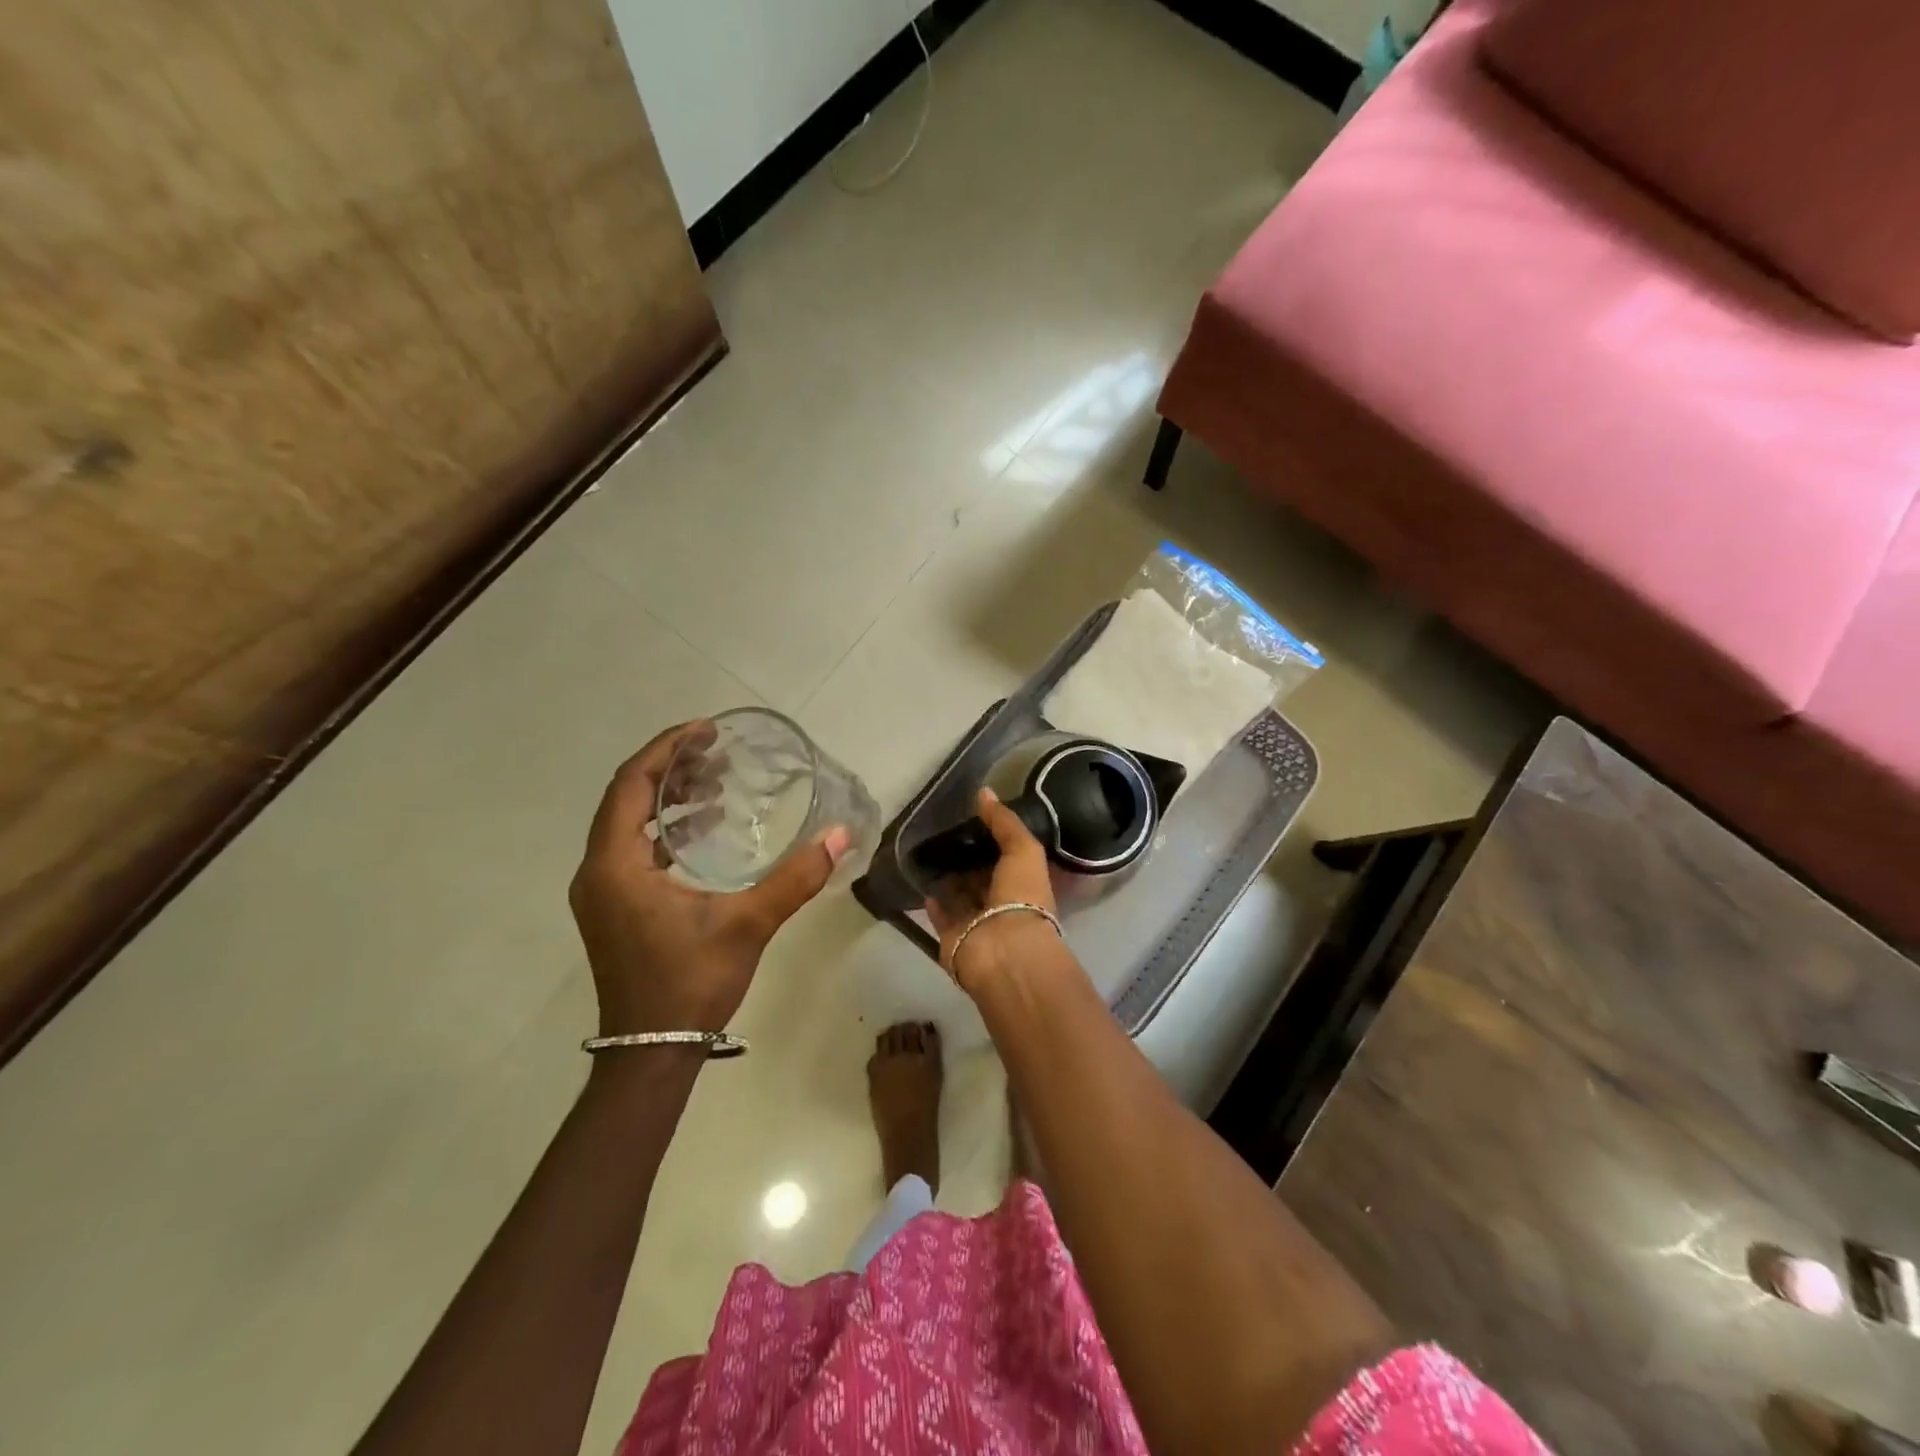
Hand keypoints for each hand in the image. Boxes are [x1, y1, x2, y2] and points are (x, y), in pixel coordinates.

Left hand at [569, 721, 851, 1036]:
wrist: (650, 1051)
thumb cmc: (691, 982)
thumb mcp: (748, 925)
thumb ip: (794, 878)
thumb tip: (840, 836)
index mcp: (616, 866)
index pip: (632, 784)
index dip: (666, 749)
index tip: (705, 730)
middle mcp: (597, 871)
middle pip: (626, 797)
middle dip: (670, 767)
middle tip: (716, 751)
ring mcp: (601, 891)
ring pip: (627, 823)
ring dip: (667, 797)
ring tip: (714, 783)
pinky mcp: (612, 908)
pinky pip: (631, 847)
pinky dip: (663, 828)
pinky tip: (701, 829)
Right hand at [924, 787, 1062, 992]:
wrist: (1004, 951)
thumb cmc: (1022, 897)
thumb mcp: (1023, 850)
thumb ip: (1005, 822)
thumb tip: (984, 792)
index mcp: (1025, 884)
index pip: (1008, 858)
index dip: (994, 839)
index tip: (973, 818)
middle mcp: (1002, 903)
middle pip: (982, 876)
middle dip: (968, 858)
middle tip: (944, 832)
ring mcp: (977, 922)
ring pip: (960, 894)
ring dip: (948, 877)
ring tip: (928, 850)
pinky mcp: (952, 936)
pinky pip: (941, 914)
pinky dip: (933, 899)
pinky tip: (921, 878)